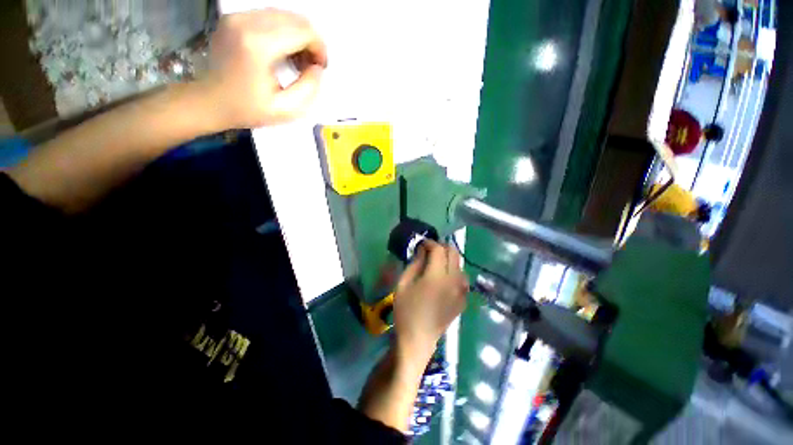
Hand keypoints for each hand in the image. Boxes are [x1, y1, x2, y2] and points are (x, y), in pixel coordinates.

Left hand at [201, 9, 326, 128]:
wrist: (209, 101)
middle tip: (310, 65)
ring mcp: (238, 17)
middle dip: (310, 42)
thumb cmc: (248, 109)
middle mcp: (247, 23)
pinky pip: (269, 16)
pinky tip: (282, 52)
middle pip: (295, 19)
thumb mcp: (286, 110)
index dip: (319, 48)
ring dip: (298, 36)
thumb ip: (309, 89)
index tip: (320, 68)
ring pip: (284, 15)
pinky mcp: (233, 18)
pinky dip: (283, 32)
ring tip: (296, 61)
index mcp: (259, 46)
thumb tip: (317, 68)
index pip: (303, 31)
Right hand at [393, 240, 468, 367]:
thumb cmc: (406, 310)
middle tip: (430, 250)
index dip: (430, 243)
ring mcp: (461, 291)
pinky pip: (463, 280)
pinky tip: (445, 279)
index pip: (439, 249)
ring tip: (437, 264)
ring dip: (450, 260)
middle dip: (442, 247)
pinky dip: (455, 273)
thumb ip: (415, 264)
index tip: (422, 244)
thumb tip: (422, 250)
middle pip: (454, 253)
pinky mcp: (463, 300)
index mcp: (437, 276)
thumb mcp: (403, 284)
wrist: (418, 339)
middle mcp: (453, 280)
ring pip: (460, 265)